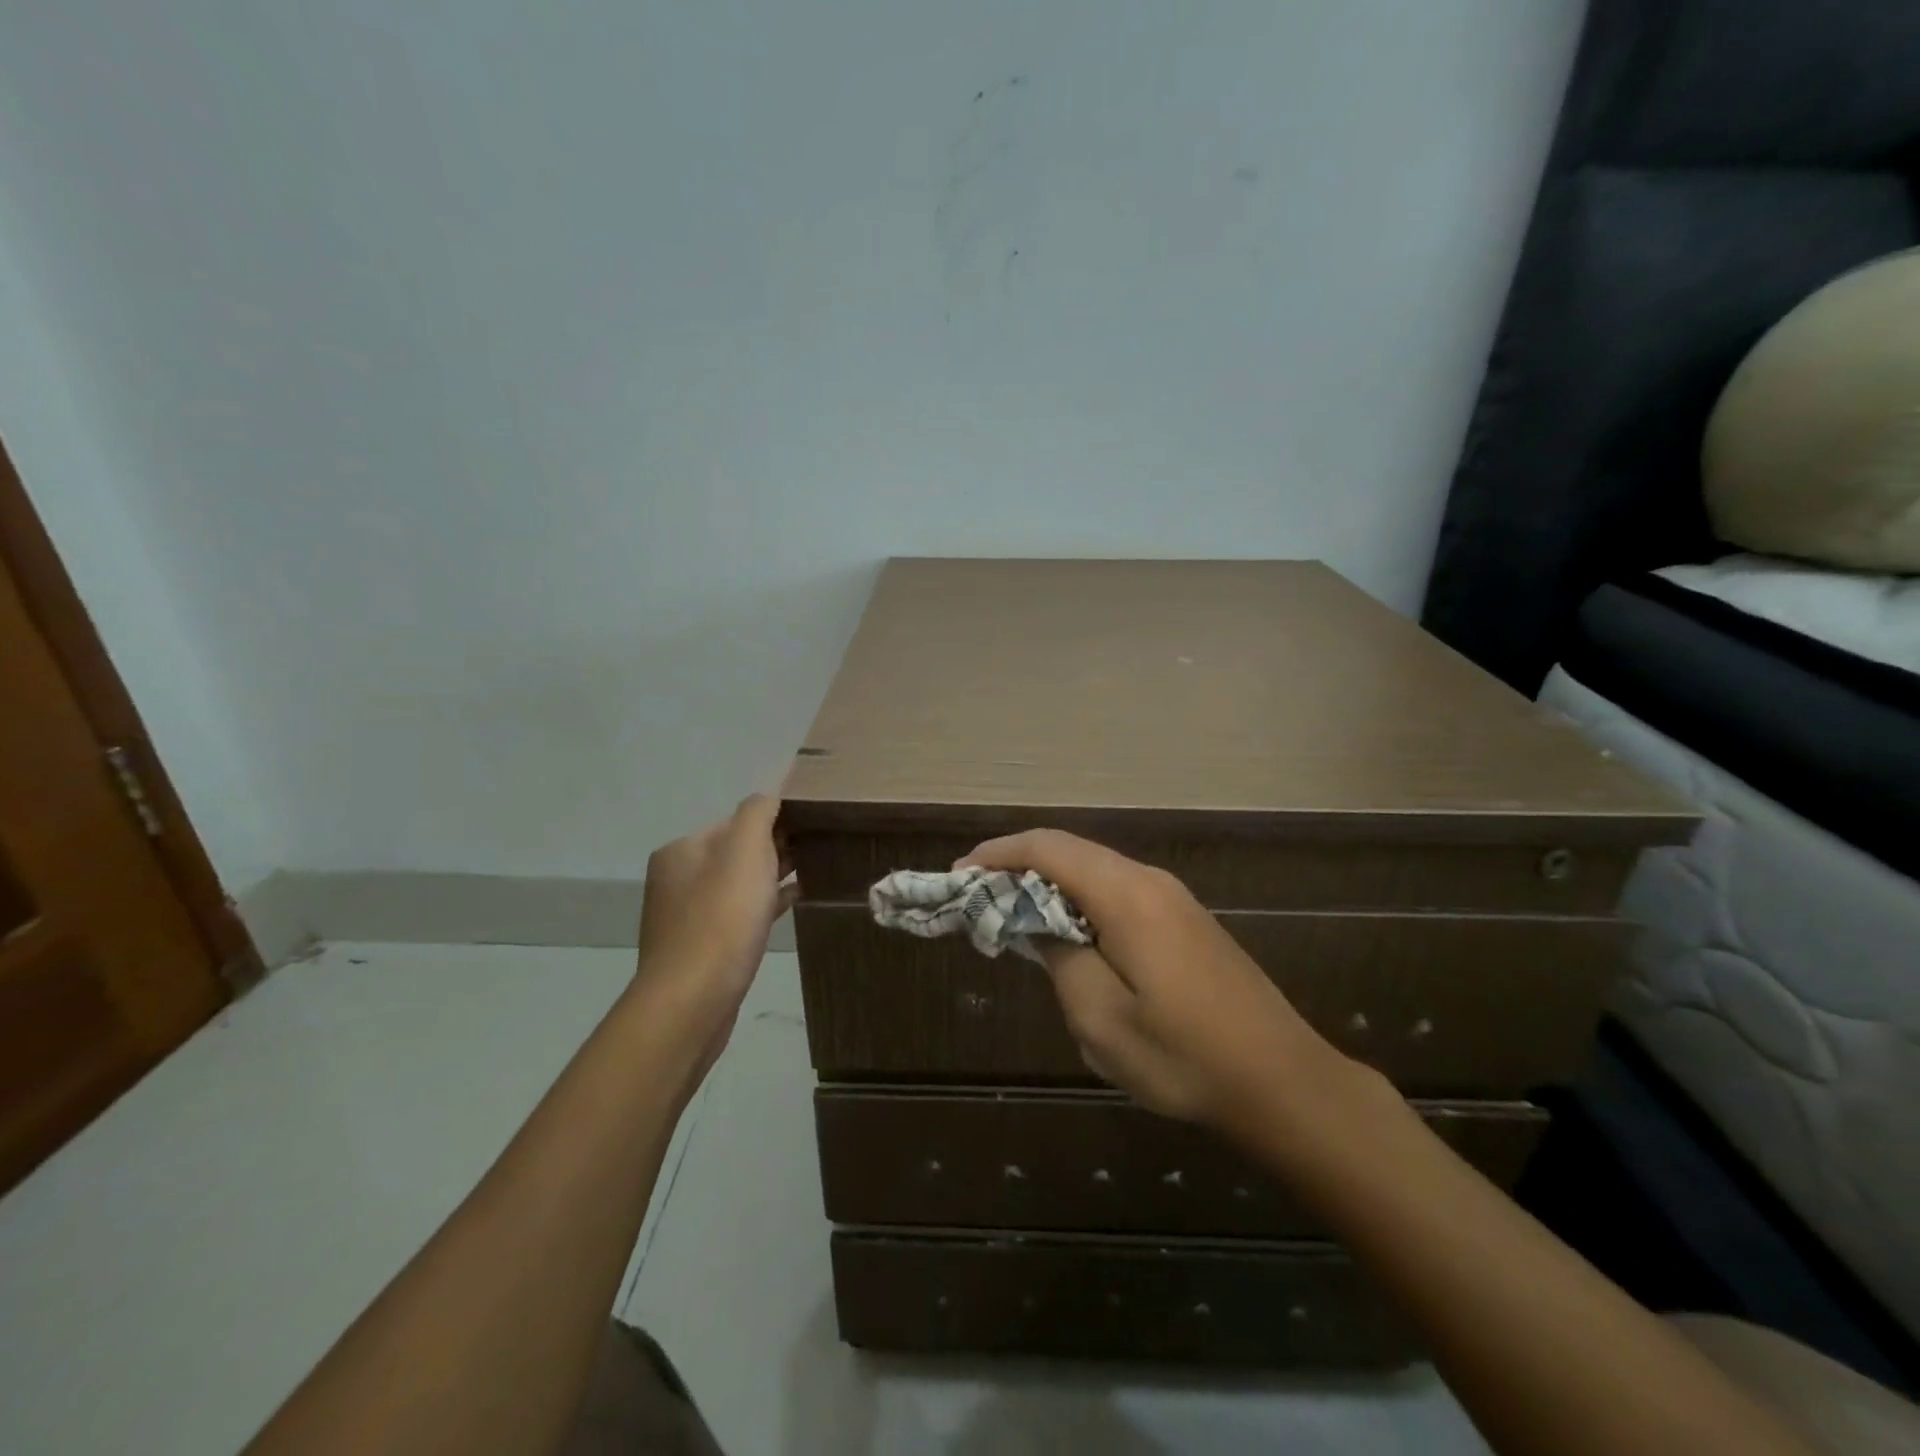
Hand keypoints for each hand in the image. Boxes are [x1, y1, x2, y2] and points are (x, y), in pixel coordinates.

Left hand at [633, 795, 797, 1073]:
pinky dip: (766, 905)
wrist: (693, 1000)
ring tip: (814, 873)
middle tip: (818, 850)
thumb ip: (757, 813)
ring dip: (773, 878)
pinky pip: (740, 915)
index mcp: (681, 850)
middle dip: (775, 849)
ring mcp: (687, 916)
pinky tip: (794, 904)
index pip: (735, 821)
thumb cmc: (722, 918)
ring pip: (740, 885)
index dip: (774, 822)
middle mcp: (678, 879)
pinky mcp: (702, 949)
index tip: (811, 828)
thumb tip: (768, 796)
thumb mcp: (745, 850)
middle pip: (736, 852)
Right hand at [962, 830, 1336, 1129]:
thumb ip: (1059, 957)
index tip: (959, 873)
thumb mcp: (1102, 1019)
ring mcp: (1172, 897)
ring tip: (1012, 916)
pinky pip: (1118, 891)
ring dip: (1049, 884)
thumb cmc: (1185, 1057)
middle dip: (1018, 866)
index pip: (1048, 848)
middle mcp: (1149, 880)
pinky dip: (1079, 900)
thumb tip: (1038, 921)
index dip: (999, 854)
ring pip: (1095, 870)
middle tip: (978, 898)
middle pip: (1071, 851)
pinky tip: (1067, 934)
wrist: (1283, 1081)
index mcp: (1126, 895)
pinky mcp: (1185, 920)